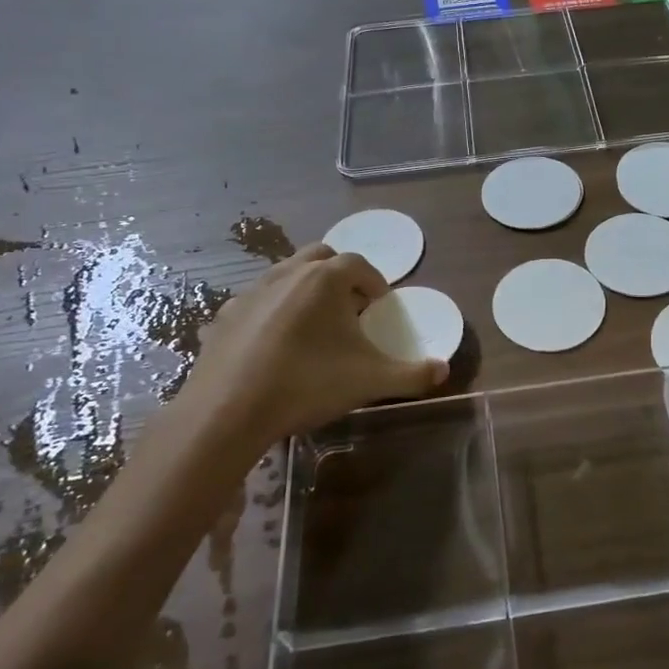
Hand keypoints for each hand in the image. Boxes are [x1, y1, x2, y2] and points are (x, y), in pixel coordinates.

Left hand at [173, 243, 446, 447]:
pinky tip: (275, 344)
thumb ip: (412, 375)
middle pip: (321, 257)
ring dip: (305, 288)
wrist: (228, 411)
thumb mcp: (369, 381)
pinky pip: (258, 300)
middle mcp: (288, 273)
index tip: (380, 305)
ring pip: (286, 274)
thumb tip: (443, 370)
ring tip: (314, 325)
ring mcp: (252, 291)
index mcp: (325, 279)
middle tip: (349, 306)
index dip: (374, 282)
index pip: (359, 264)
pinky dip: (273, 310)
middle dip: (339, 274)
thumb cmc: (307, 384)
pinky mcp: (226, 314)